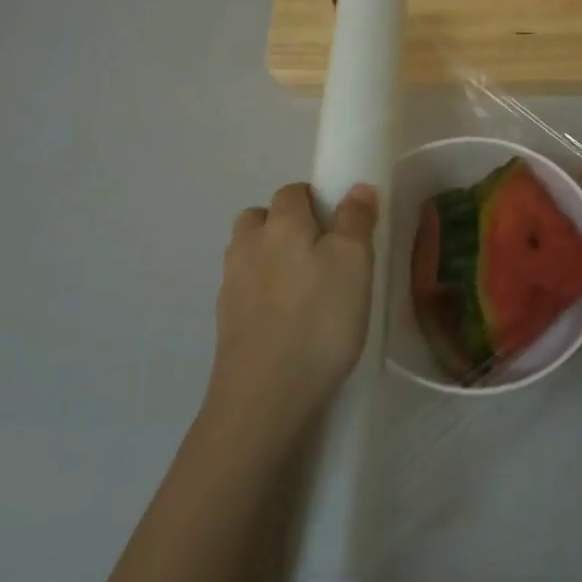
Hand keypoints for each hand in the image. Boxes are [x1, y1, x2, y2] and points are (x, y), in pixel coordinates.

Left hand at [210, 181, 379, 439]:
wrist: (266, 395)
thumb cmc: (320, 319)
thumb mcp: (354, 262)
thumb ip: (356, 220)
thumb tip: (357, 187)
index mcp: (280, 223)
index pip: (292, 192)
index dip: (316, 201)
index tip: (340, 226)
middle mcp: (247, 245)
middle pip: (260, 218)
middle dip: (285, 225)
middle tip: (321, 254)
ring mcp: (230, 284)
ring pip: (249, 253)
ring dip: (271, 258)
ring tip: (305, 289)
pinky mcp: (225, 321)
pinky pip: (245, 290)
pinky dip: (263, 294)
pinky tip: (287, 320)